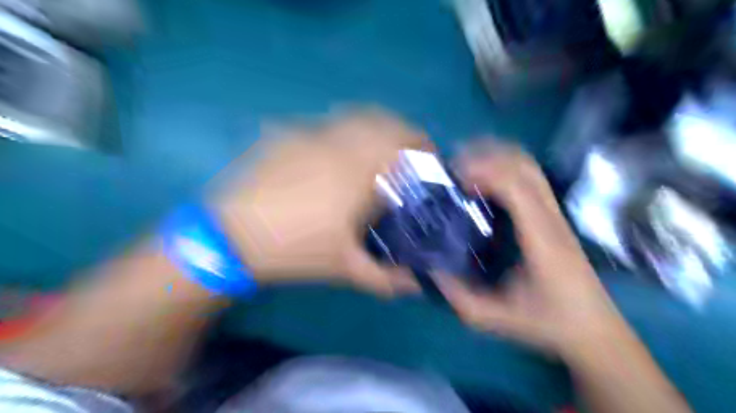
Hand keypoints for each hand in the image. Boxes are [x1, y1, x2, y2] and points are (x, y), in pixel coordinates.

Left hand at [214, 112, 425, 294]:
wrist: (231, 236)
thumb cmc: (294, 250)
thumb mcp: (344, 269)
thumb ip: (385, 279)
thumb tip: (416, 286)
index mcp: (356, 173)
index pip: (401, 143)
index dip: (423, 145)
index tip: (431, 158)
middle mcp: (337, 144)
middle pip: (381, 119)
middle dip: (403, 131)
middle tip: (408, 152)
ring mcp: (309, 135)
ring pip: (353, 115)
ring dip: (375, 126)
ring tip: (379, 149)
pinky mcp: (287, 135)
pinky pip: (326, 124)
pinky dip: (344, 131)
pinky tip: (338, 154)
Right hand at [432, 143, 628, 355]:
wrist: (595, 331)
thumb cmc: (549, 323)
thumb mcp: (497, 319)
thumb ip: (460, 298)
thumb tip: (431, 270)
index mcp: (541, 239)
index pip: (517, 187)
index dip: (485, 173)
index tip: (457, 180)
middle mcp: (551, 218)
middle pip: (525, 165)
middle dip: (488, 156)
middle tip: (455, 166)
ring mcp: (556, 214)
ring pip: (530, 167)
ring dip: (498, 158)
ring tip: (466, 167)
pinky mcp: (553, 217)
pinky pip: (530, 178)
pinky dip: (505, 168)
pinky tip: (485, 182)